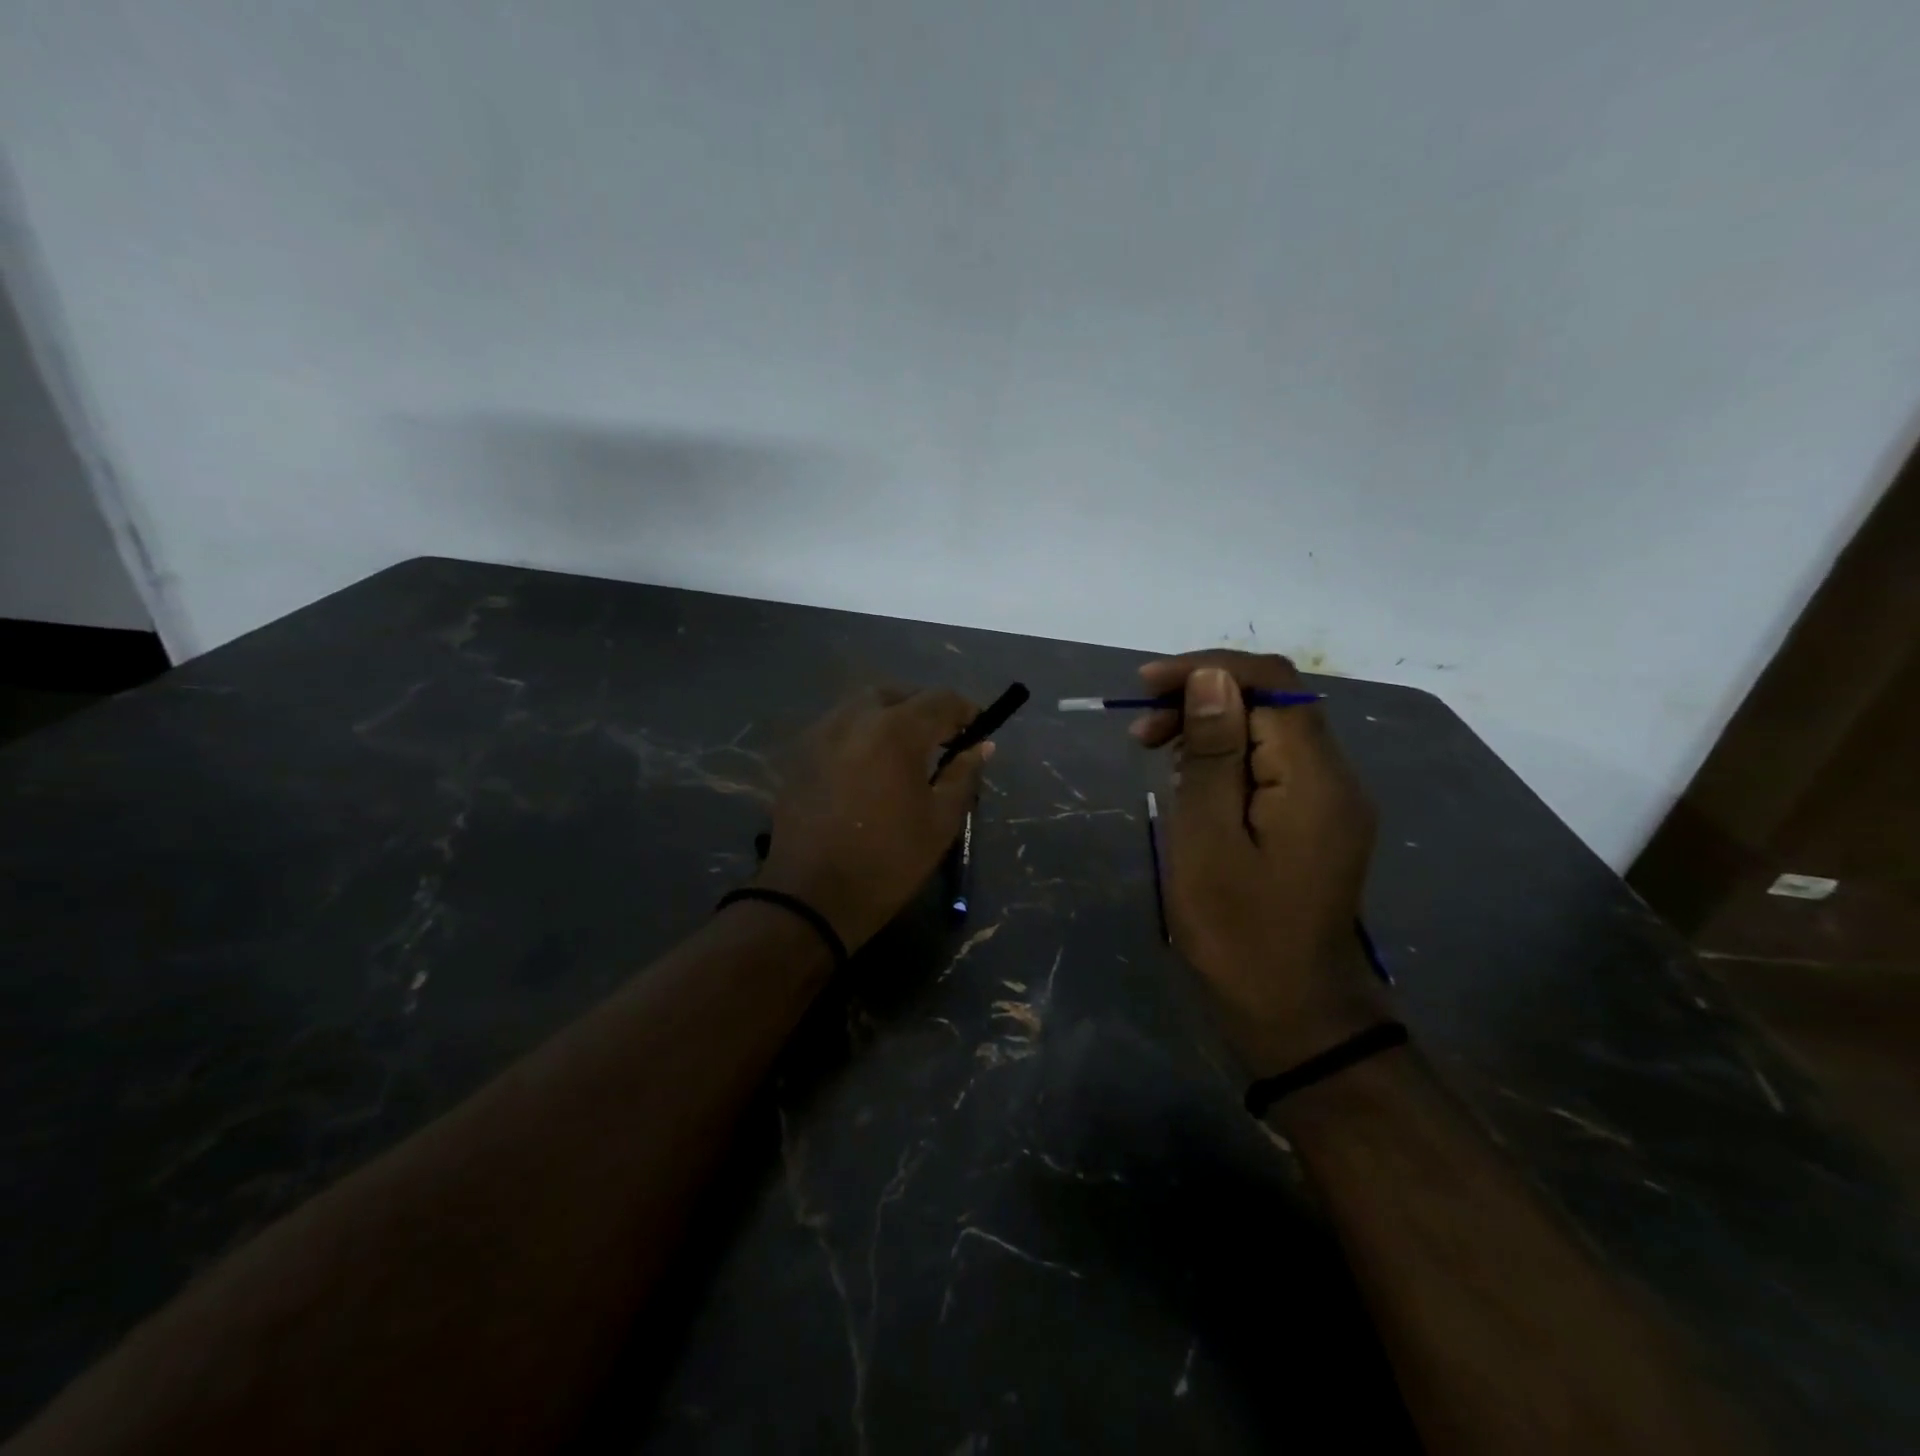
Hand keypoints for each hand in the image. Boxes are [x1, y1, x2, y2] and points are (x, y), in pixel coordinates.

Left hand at [755, 686, 991, 952]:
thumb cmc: (888, 861)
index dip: (965, 710)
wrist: (812, 897)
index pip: (940, 700)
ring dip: (890, 717)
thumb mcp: (940, 821)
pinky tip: (869, 766)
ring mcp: (821, 733)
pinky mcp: (800, 754)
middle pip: (898, 694)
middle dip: (924, 709)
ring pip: (863, 706)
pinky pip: (839, 727)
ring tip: (904, 752)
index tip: (977, 730)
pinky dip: (861, 733)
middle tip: (941, 741)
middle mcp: (854, 719)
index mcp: (895, 731)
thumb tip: (981, 745)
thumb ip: (963, 774)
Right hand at [1134, 651, 1392, 1074]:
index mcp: (1314, 777)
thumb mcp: (1207, 840)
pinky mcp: (1315, 820)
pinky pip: (1272, 765)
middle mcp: (1334, 776)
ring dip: (1210, 727)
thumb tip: (1210, 678)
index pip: (1268, 683)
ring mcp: (1330, 800)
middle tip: (1141, 731)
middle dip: (1202, 698)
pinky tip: (1190, 781)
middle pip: (1271, 701)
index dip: (1205, 669)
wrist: (1294, 1014)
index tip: (1145, 687)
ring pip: (1269, 731)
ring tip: (1155, 751)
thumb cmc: (1238, 933)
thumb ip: (1213, 754)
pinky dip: (1226, 758)